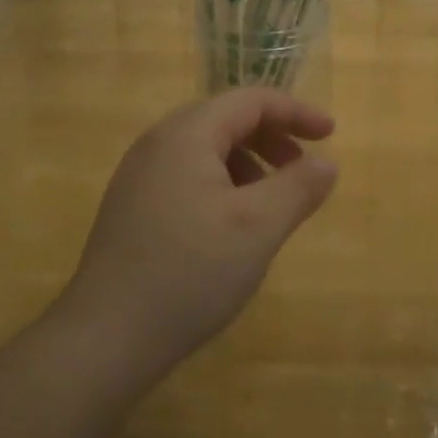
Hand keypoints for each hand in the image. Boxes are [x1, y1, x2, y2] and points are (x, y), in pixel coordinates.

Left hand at [66, 88, 337, 370]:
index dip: (296, 112)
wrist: (107, 337)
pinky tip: (234, 226)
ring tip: (272, 202)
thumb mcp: (258, 227)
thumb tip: (326, 162)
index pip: (250, 100)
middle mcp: (157, 145)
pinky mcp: (133, 209)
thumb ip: (298, 187)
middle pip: (226, 120)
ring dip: (249, 163)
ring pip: (206, 150)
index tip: (330, 135)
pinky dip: (223, 184)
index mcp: (186, 135)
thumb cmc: (190, 272)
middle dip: (272, 137)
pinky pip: (188, 177)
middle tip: (303, 169)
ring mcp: (139, 178)